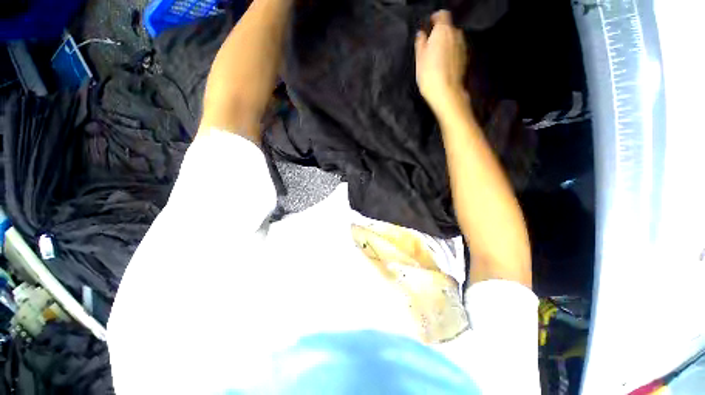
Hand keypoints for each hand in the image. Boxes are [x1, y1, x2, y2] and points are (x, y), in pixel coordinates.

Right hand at [415, 10, 467, 111]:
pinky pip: (457, 51)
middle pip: (448, 28)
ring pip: (453, 40)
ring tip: (437, 59)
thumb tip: (421, 33)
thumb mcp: (419, 58)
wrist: (446, 92)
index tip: (429, 26)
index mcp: (443, 30)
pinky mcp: (466, 59)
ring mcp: (463, 46)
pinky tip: (444, 66)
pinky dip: (451, 54)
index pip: (442, 14)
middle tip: (430, 47)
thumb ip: (420, 42)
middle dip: (440, 34)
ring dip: (446, 45)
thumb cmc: (430, 74)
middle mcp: (456, 34)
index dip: (435, 18)